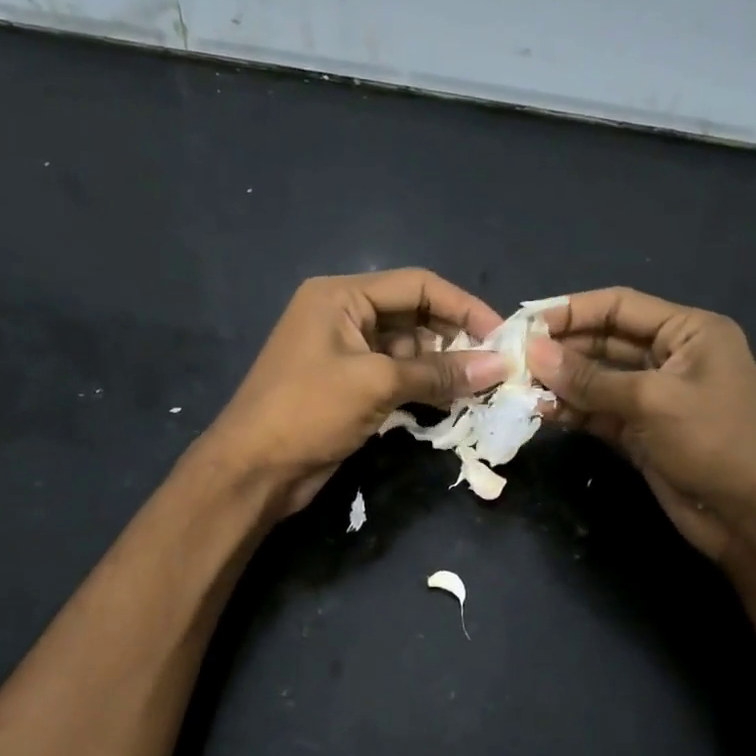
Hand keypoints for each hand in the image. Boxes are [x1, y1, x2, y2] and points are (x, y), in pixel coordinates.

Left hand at [202, 269, 507, 516]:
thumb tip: (497, 367)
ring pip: (410, 352)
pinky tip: (454, 404)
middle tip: (496, 367)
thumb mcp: (376, 384)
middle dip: (456, 340)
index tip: (502, 334)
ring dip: (444, 369)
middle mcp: (344, 316)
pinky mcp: (350, 389)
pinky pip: (398, 379)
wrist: (253, 471)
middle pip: (415, 316)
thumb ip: (438, 373)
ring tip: (481, 389)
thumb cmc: (307, 412)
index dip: (463, 306)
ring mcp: (346, 355)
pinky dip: (425, 389)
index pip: (417, 285)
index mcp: (341, 296)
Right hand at [528, 288, 755, 563]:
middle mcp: (671, 356)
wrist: (752, 516)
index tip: (525, 323)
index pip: (620, 306)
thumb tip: (534, 354)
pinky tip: (541, 411)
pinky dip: (573, 412)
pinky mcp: (641, 432)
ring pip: (598, 379)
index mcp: (689, 331)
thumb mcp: (652, 402)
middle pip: (605, 341)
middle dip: (562, 349)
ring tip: (519, 386)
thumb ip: (591, 379)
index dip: (571, 310)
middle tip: (514, 359)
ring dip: (562, 382)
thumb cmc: (714, 442)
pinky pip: (600, 412)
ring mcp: (655, 396)